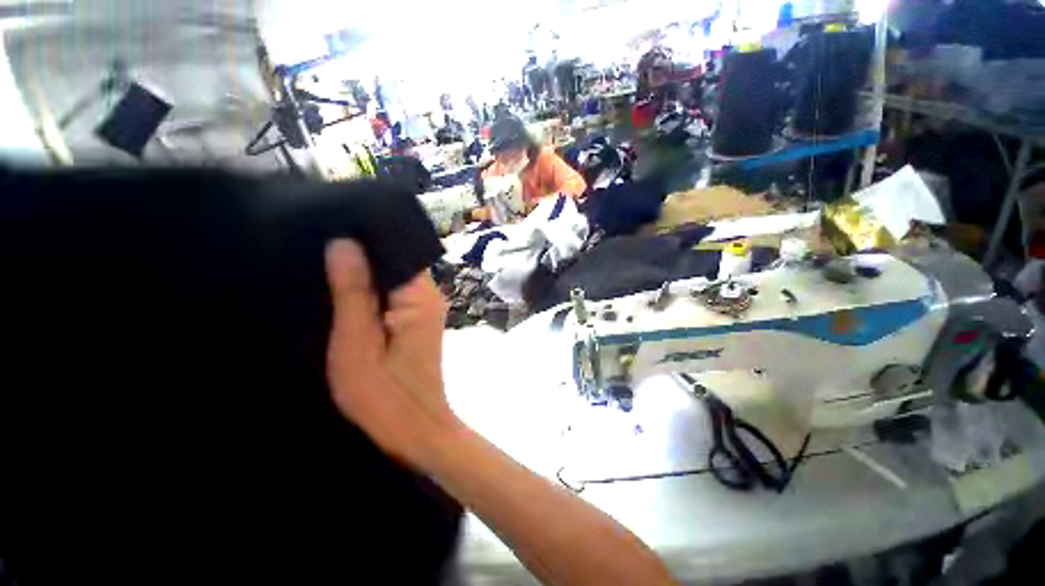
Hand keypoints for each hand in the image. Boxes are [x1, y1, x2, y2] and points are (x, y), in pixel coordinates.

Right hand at [324, 239, 458, 466]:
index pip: (396, 250)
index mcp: (420, 296)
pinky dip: (371, 293)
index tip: (329, 231)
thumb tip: (344, 243)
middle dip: (361, 257)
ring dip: (364, 276)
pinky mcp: (419, 321)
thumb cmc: (384, 396)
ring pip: (392, 278)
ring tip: (326, 268)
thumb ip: (352, 292)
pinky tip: (346, 294)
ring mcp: (426, 308)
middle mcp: (430, 296)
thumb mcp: (356, 344)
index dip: (364, 240)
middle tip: (319, 249)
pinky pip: (393, 295)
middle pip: (395, 262)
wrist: (414, 429)